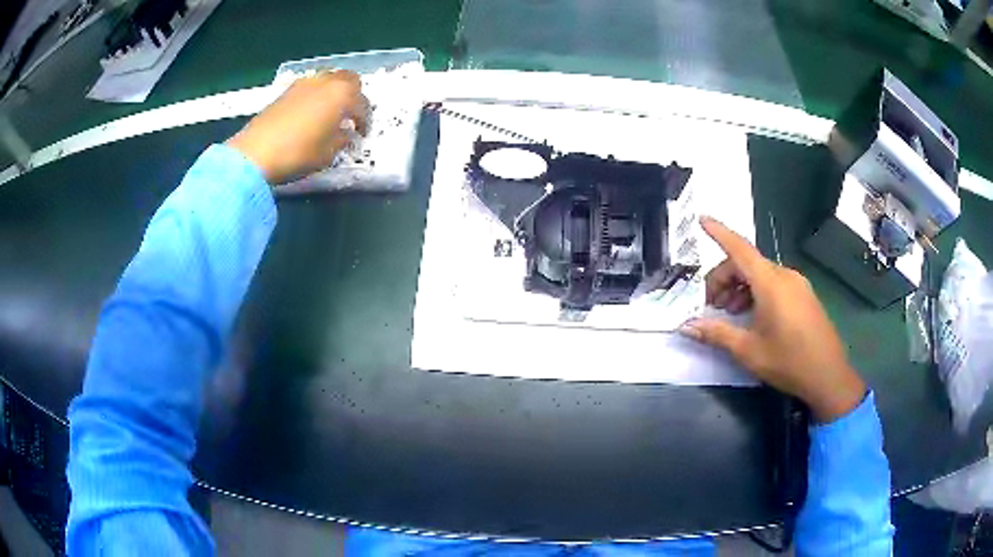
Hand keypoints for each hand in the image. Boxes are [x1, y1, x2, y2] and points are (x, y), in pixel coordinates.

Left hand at [226, 70, 368, 184]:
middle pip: (349, 80)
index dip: (365, 122)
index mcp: (342, 95)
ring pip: (329, 80)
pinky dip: (317, 96)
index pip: (363, 105)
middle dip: (354, 96)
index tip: (361, 135)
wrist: (255, 153)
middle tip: (351, 116)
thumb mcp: (328, 153)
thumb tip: (345, 133)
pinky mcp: (287, 91)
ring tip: (330, 114)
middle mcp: (326, 82)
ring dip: (335, 93)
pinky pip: (311, 87)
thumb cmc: (298, 153)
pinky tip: (311, 115)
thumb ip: (342, 139)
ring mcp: (305, 83)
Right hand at [680, 216, 866, 422]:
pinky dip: (757, 292)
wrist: (828, 376)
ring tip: (730, 314)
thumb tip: (686, 325)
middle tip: (711, 305)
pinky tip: (752, 316)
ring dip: (740, 287)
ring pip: (761, 274)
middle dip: (724, 278)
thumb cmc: (788, 361)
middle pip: (747, 263)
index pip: (739, 249)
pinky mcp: (804, 295)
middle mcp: (785, 275)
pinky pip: (775, 283)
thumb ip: (717, 333)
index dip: (719, 233)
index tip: (701, 219)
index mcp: (770, 283)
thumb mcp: (748, 350)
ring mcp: (798, 284)